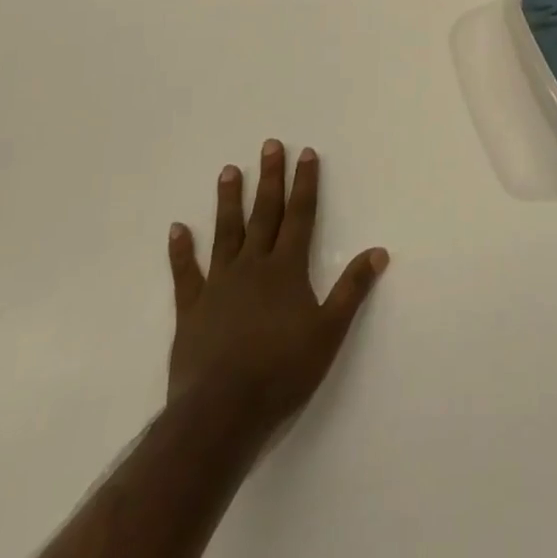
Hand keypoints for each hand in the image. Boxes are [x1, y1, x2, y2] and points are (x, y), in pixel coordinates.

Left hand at [164, 140, 388, 444]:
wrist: (222, 412)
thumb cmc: (282, 371)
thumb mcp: (329, 332)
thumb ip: (352, 289)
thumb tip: (378, 251)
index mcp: (286, 270)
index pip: (300, 216)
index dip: (305, 184)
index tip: (305, 153)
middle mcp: (252, 267)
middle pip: (264, 214)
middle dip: (270, 178)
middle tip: (269, 145)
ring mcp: (218, 285)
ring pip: (225, 233)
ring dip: (228, 201)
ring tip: (229, 170)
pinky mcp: (191, 309)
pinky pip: (186, 273)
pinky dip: (181, 250)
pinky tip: (177, 228)